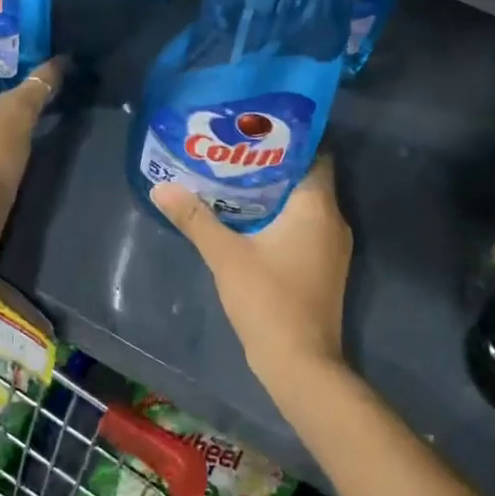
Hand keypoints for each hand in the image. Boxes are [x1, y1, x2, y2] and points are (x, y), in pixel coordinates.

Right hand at [151, 156, 351, 385]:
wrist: (300, 363)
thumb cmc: (268, 300)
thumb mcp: (226, 256)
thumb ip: (195, 219)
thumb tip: (161, 187)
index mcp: (317, 206)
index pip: (314, 154)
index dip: (287, 140)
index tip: (254, 132)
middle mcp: (333, 220)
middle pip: (307, 178)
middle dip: (273, 166)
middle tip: (235, 154)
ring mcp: (332, 247)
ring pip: (305, 205)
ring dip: (276, 194)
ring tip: (236, 181)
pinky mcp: (324, 267)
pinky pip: (305, 228)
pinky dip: (282, 219)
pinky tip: (250, 221)